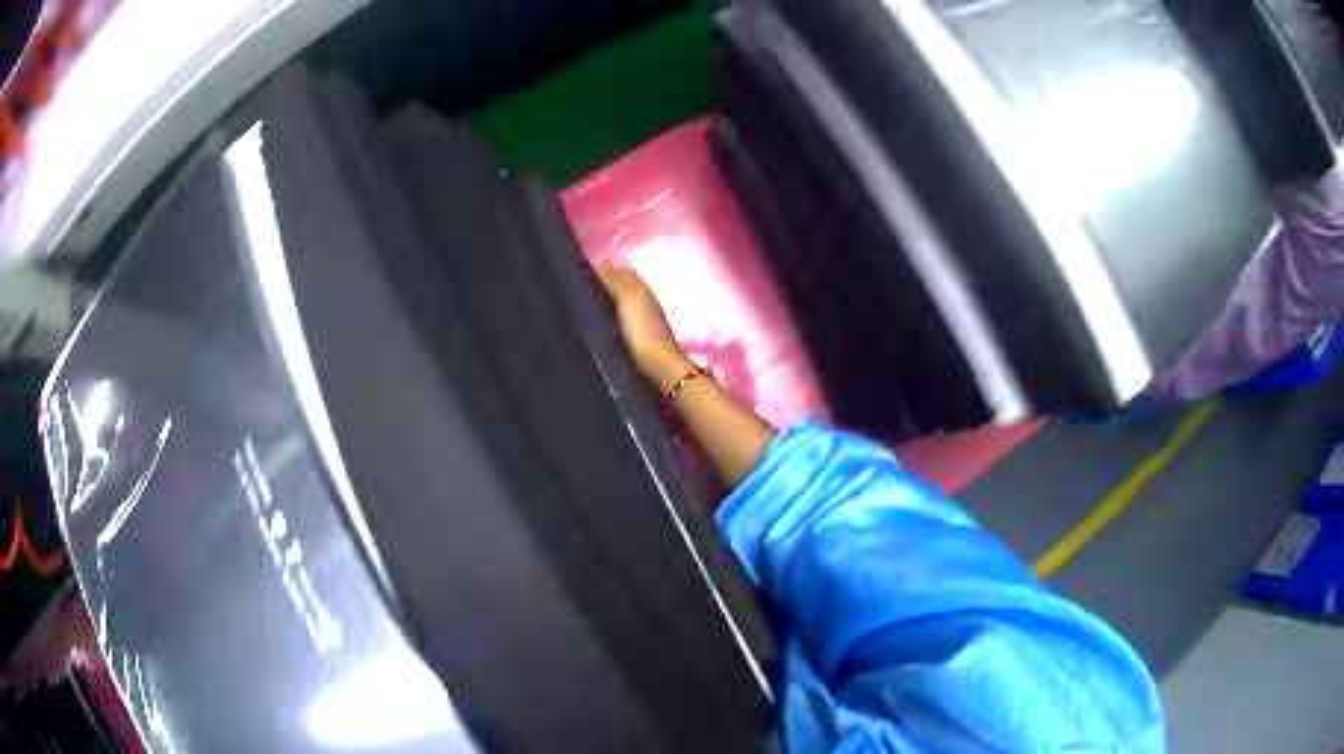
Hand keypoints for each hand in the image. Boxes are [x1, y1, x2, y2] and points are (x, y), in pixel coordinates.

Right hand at [592, 260, 693, 392]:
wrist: (658, 366)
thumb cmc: (643, 331)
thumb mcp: (627, 299)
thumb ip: (613, 279)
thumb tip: (597, 260)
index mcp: (640, 286)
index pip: (619, 267)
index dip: (601, 265)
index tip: (579, 267)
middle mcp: (641, 298)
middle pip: (619, 282)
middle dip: (601, 279)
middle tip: (577, 283)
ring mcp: (639, 316)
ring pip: (618, 299)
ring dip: (603, 296)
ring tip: (581, 300)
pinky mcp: (634, 333)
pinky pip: (617, 315)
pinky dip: (606, 313)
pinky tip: (595, 320)